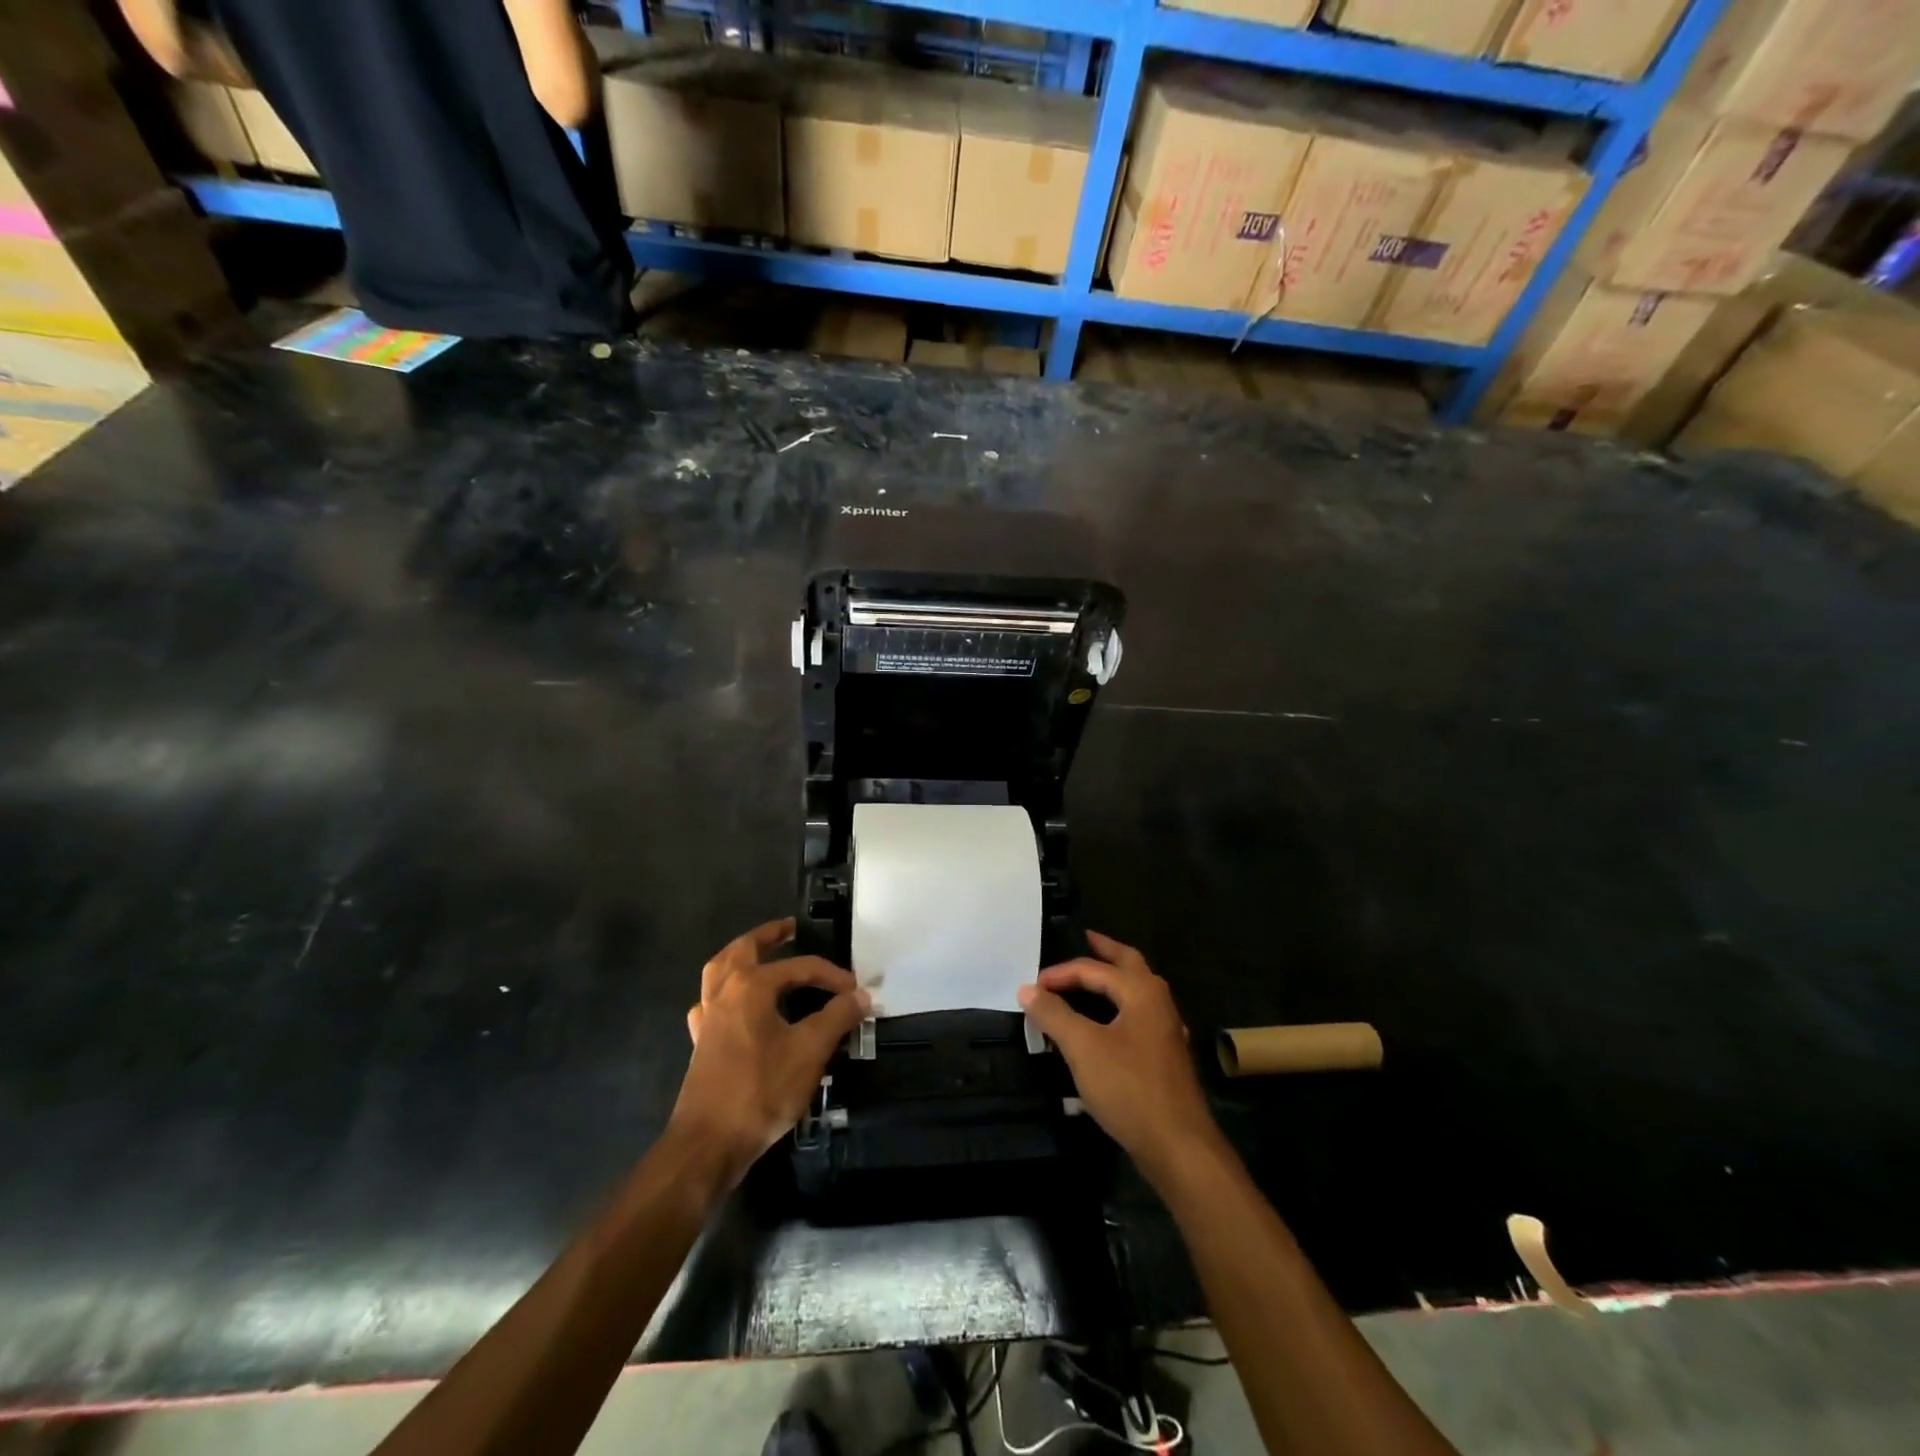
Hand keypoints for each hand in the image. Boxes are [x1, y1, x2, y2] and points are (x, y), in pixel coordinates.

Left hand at [674, 919, 869, 1186]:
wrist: (709, 1143)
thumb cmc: (761, 1090)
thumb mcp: (810, 1051)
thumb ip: (837, 1017)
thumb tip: (861, 995)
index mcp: (751, 986)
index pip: (800, 967)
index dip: (831, 975)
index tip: (856, 990)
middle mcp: (725, 992)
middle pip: (744, 949)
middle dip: (769, 936)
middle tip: (790, 929)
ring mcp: (708, 1017)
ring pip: (720, 970)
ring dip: (741, 956)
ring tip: (761, 954)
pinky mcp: (701, 1042)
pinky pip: (711, 1003)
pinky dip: (725, 992)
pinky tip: (736, 1004)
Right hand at [1018, 931, 1223, 1187]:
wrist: (1178, 1146)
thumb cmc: (1129, 1088)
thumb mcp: (1083, 1048)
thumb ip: (1054, 1015)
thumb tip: (1027, 989)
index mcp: (1141, 991)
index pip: (1094, 969)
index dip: (1060, 974)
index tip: (1032, 987)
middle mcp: (1158, 1002)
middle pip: (1129, 964)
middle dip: (1104, 951)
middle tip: (1083, 939)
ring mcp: (1166, 1030)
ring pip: (1136, 990)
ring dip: (1113, 979)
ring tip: (1088, 980)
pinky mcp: (1165, 1056)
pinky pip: (1138, 1015)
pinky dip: (1118, 1007)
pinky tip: (1107, 1024)